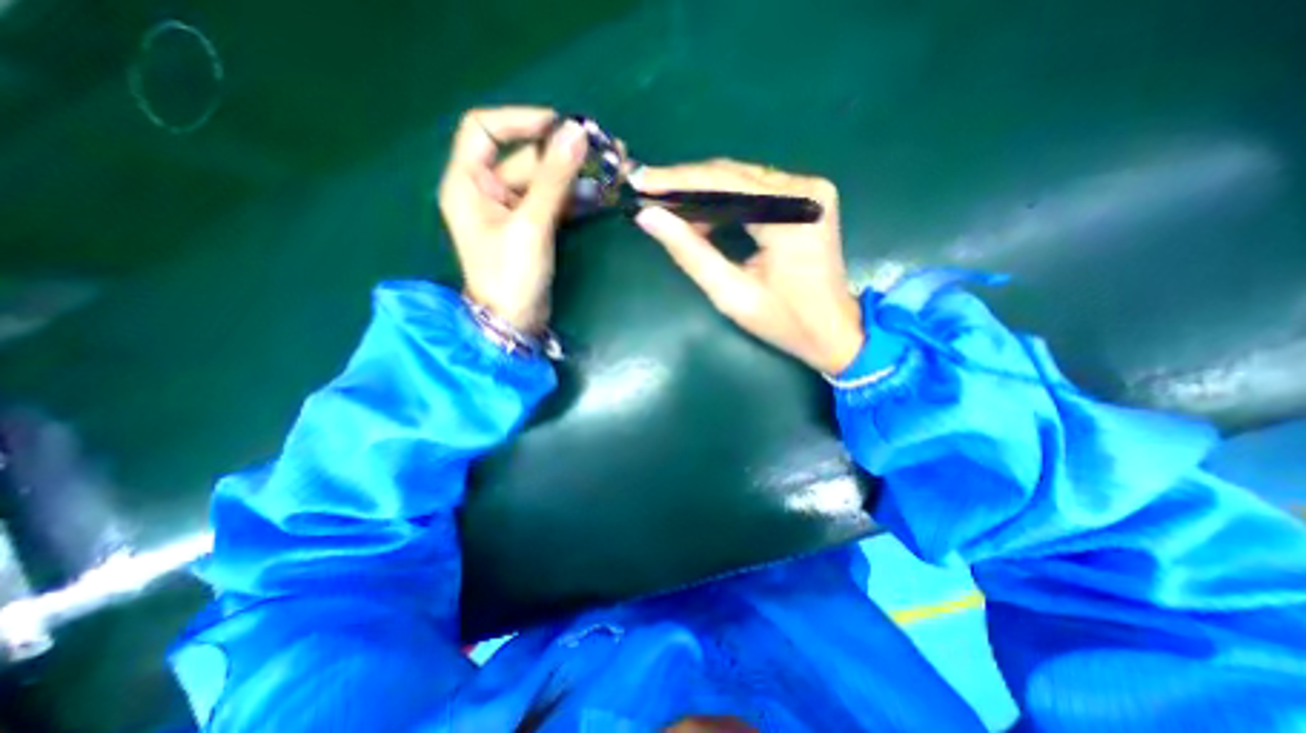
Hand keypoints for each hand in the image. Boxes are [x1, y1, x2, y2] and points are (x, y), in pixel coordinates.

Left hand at [436, 107, 590, 334]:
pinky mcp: (532, 228)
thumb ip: (553, 179)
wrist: (515, 322)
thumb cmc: (511, 275)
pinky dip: (574, 199)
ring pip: (544, 181)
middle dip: (562, 154)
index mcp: (468, 182)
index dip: (519, 120)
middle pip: (524, 158)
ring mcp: (512, 211)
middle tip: (603, 150)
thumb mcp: (531, 224)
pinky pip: (553, 203)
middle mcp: (487, 191)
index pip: (484, 129)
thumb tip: (576, 133)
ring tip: (611, 170)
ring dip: (575, 177)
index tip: (559, 125)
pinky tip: (600, 195)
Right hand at [634, 160, 863, 374]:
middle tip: (647, 193)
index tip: (640, 181)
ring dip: (702, 192)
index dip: (677, 181)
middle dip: (686, 184)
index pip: (724, 183)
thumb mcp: (732, 294)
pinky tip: (700, 215)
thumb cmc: (785, 322)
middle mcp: (805, 189)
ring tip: (667, 206)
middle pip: (733, 174)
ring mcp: (810, 190)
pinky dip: (724, 200)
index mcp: (791, 214)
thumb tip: (649, 217)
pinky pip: (755, 189)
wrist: (834, 330)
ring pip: (742, 178)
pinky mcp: (808, 197)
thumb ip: (691, 253)